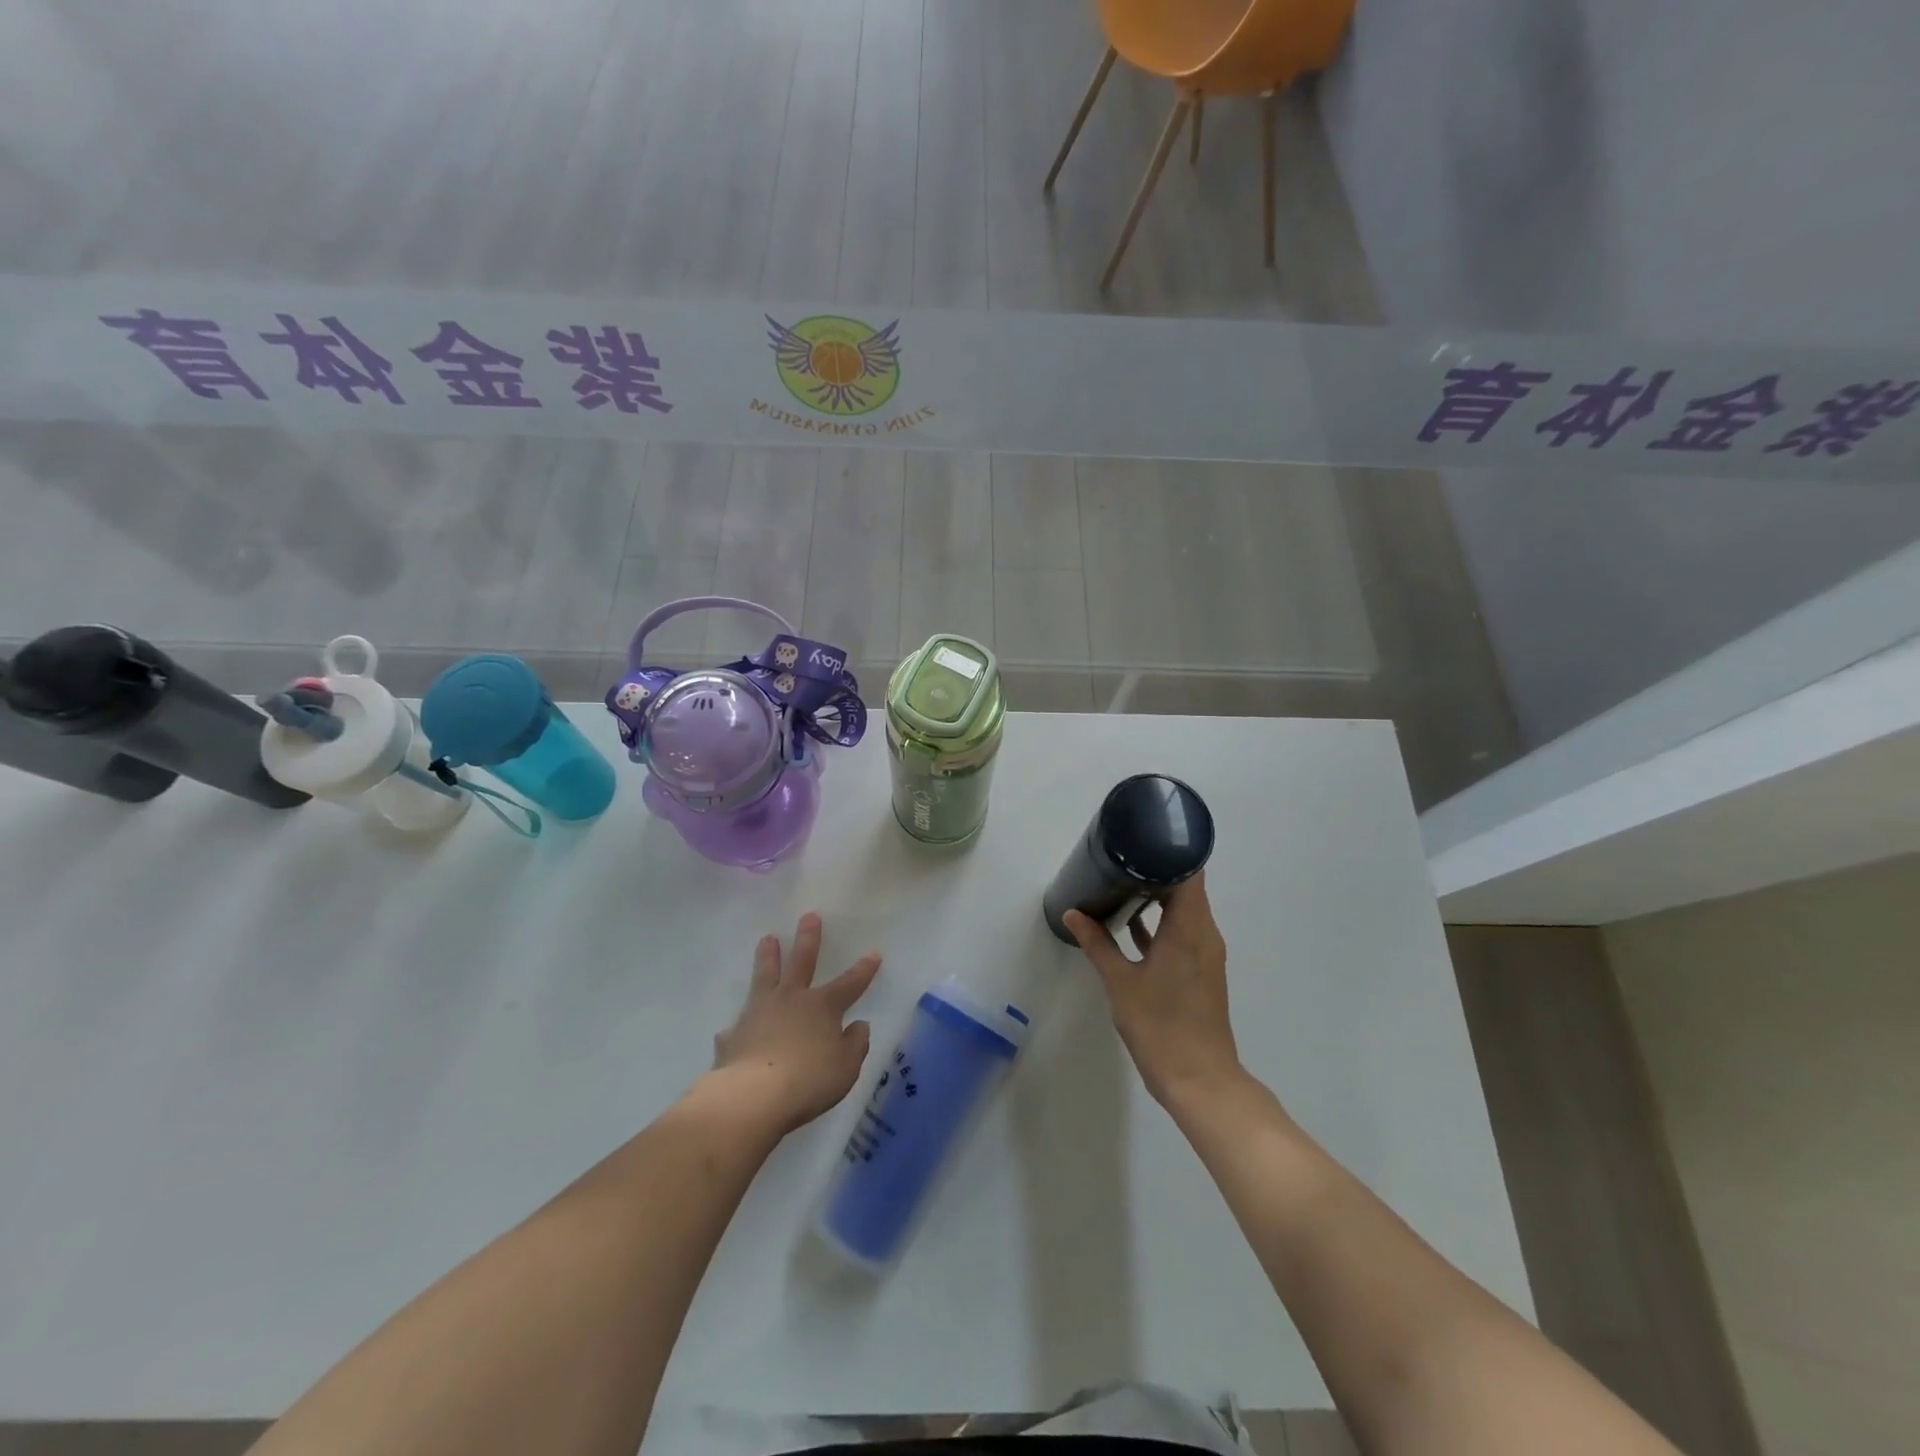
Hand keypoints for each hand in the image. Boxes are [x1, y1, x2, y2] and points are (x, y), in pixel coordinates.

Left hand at [709, 913, 881, 1135]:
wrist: (753, 1096)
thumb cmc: (809, 1080)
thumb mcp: (846, 1067)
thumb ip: (855, 1045)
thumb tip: (858, 1026)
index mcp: (823, 1007)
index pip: (849, 983)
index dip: (863, 970)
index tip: (873, 953)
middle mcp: (791, 1000)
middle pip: (801, 962)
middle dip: (808, 939)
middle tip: (808, 916)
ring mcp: (759, 1013)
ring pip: (765, 977)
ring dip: (768, 957)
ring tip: (767, 938)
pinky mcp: (734, 1035)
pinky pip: (738, 1026)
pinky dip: (739, 1026)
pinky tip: (733, 1029)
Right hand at [1064, 874, 1241, 1107]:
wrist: (1200, 1080)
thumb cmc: (1160, 1026)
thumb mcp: (1121, 982)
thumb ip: (1097, 944)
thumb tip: (1073, 913)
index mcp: (1190, 928)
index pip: (1190, 873)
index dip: (1169, 851)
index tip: (1140, 838)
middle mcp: (1204, 934)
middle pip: (1187, 887)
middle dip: (1156, 870)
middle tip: (1120, 857)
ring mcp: (1204, 954)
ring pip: (1184, 911)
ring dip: (1158, 897)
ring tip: (1120, 881)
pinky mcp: (1199, 971)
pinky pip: (1182, 933)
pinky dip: (1161, 923)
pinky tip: (1130, 923)